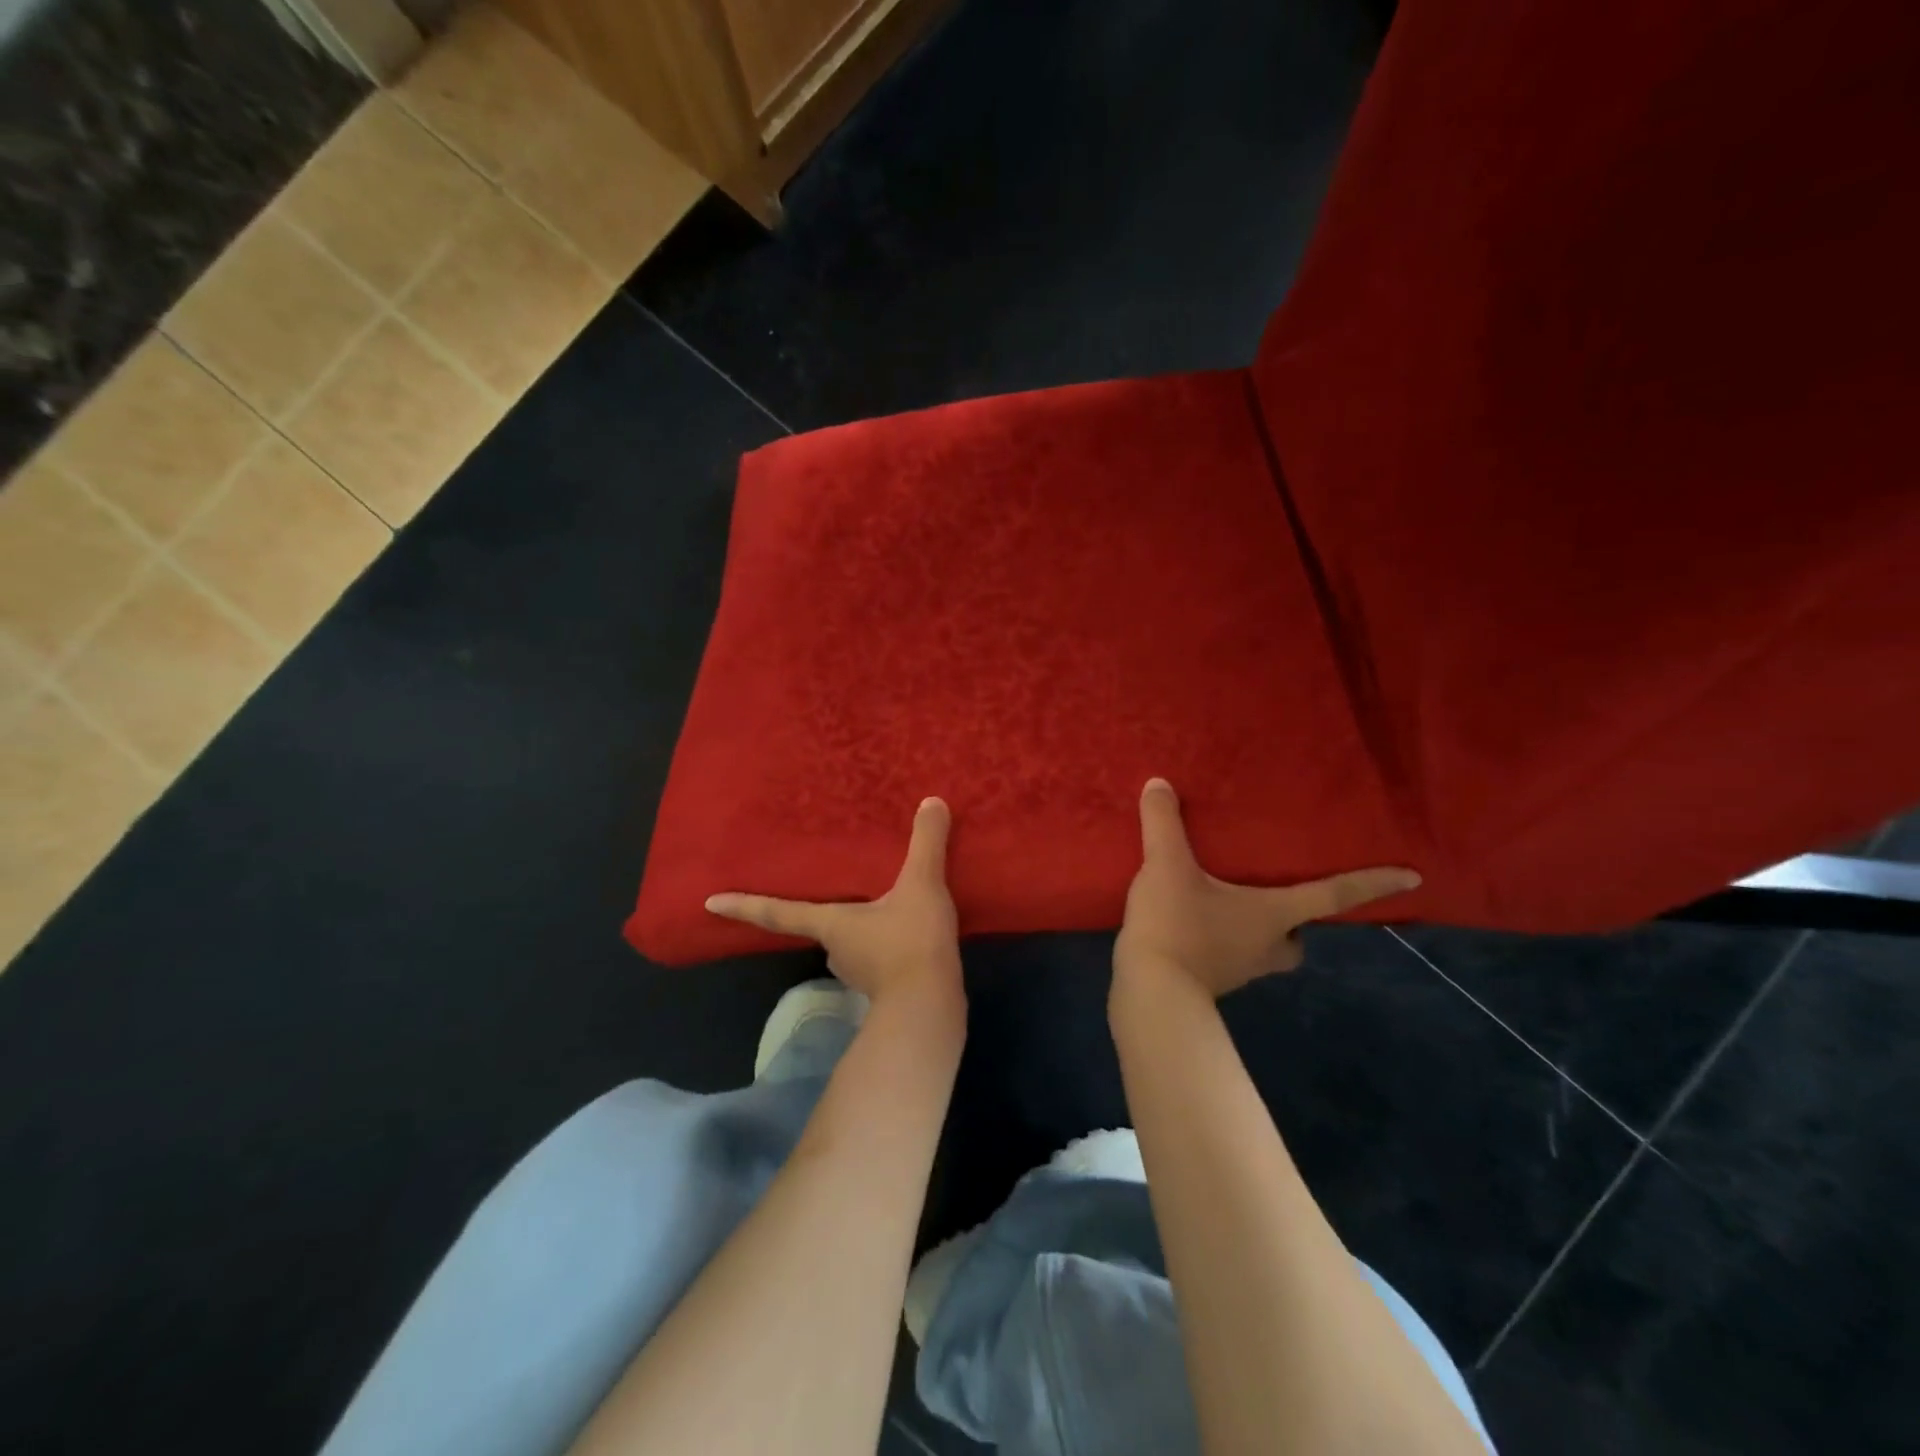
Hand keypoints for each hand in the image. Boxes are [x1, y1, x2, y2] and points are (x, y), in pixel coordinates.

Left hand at [705, 797, 961, 1004]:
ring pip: (851, 941)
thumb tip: (932, 800)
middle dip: (823, 910)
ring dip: (860, 925)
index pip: (778, 912)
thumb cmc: (910, 941)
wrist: (931, 1006)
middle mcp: (836, 949)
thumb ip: (926, 842)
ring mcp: (859, 972)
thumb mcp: (921, 884)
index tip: (709, 903)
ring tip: (881, 902)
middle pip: (819, 924)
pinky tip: (907, 929)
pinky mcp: (884, 986)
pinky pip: (877, 955)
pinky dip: (885, 942)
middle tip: (832, 887)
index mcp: (830, 923)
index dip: (744, 906)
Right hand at [1114, 779, 1420, 998]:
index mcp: (1273, 915)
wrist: (1151, 993)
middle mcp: (1267, 946)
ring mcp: (1241, 969)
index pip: (1333, 896)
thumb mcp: (1167, 866)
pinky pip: (1231, 957)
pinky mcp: (1212, 981)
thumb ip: (1164, 823)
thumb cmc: (1177, 926)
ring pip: (1265, 950)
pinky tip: (1191, 924)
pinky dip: (1222, 942)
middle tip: (1277, 898)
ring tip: (1224, 903)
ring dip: (1256, 930)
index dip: (1372, 883)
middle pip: (1298, 936)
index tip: (1413, 878)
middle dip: (1295, 921)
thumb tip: (1159, 783)